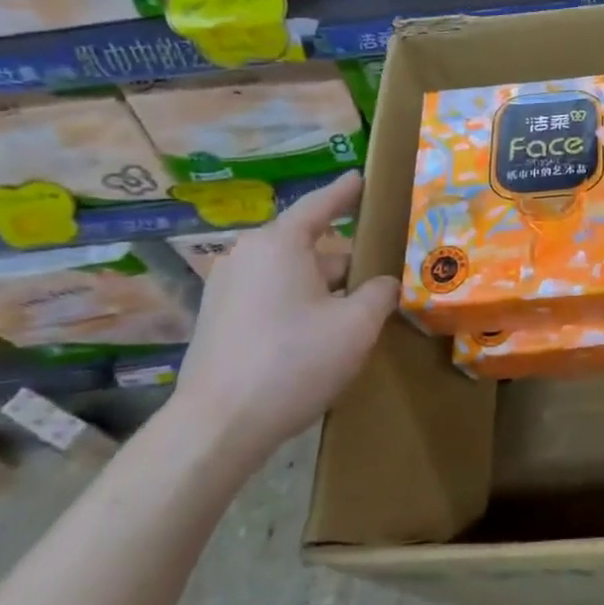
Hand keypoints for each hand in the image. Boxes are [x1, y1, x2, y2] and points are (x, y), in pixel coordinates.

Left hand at [170, 172, 397, 466]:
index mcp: (279, 244)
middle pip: (310, 247)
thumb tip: (385, 284)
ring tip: (359, 311)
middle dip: (347, 262)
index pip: (320, 205)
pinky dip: (300, 306)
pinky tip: (322, 336)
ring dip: (326, 289)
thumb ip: (380, 293)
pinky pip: (271, 298)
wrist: (218, 427)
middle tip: (384, 273)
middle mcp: (246, 257)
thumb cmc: (294, 361)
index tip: (361, 177)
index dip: (345, 192)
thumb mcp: (357, 324)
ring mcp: (226, 290)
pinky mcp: (218, 321)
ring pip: (292, 276)